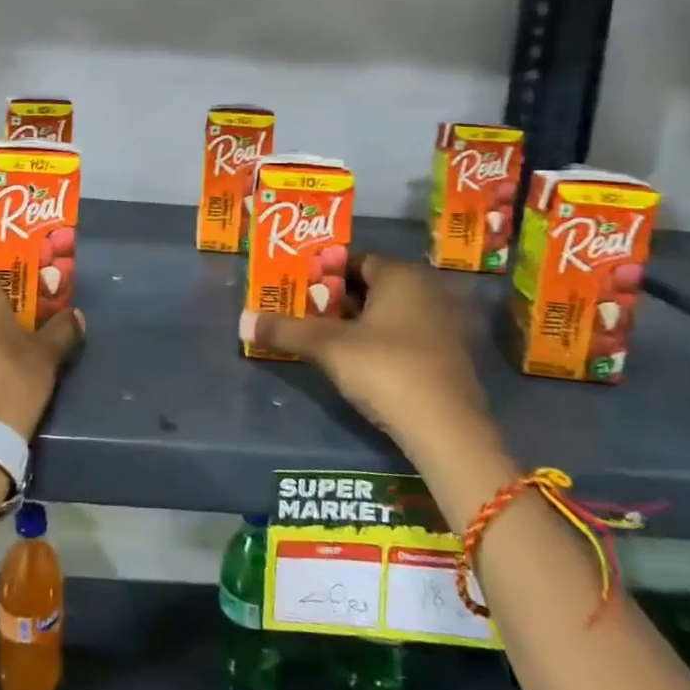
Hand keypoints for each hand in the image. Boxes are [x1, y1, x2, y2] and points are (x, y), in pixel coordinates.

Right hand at [241, 252, 498, 466]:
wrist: (447, 430)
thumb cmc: (386, 369)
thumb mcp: (328, 347)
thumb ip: (285, 331)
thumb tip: (243, 321)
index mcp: (401, 274)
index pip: (352, 258)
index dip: (319, 271)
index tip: (293, 287)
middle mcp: (426, 289)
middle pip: (368, 284)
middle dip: (333, 297)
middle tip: (300, 310)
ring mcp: (441, 323)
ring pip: (385, 311)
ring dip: (353, 321)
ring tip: (318, 335)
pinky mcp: (447, 355)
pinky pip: (402, 333)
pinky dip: (376, 339)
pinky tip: (354, 360)